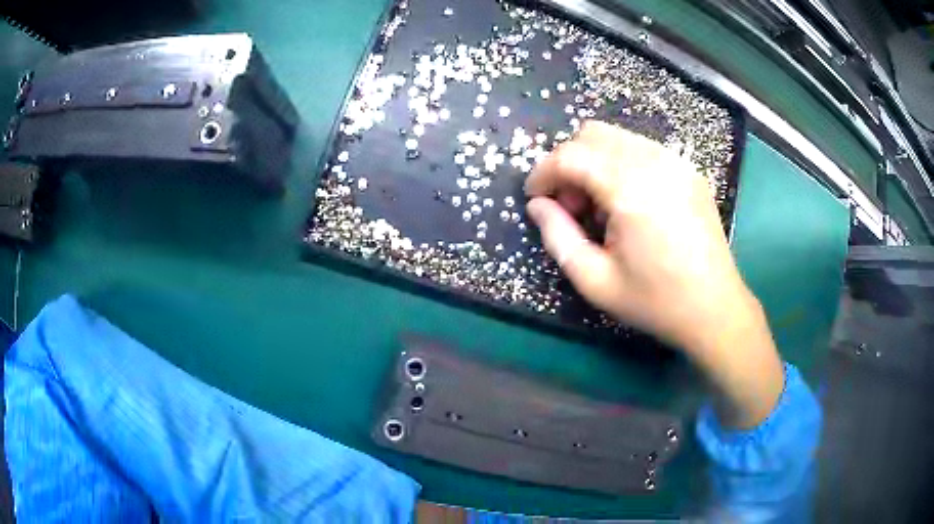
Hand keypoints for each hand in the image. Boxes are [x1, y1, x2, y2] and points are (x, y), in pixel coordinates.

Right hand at [525, 121, 783, 427]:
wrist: (714, 307)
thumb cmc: (655, 301)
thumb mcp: (595, 281)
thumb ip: (557, 237)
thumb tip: (537, 206)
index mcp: (630, 189)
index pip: (571, 155)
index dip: (543, 172)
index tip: (534, 198)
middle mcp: (654, 162)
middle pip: (592, 134)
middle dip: (569, 163)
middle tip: (570, 205)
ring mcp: (676, 162)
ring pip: (617, 137)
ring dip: (594, 162)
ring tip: (599, 207)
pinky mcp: (688, 169)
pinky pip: (641, 148)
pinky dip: (620, 164)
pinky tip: (628, 202)